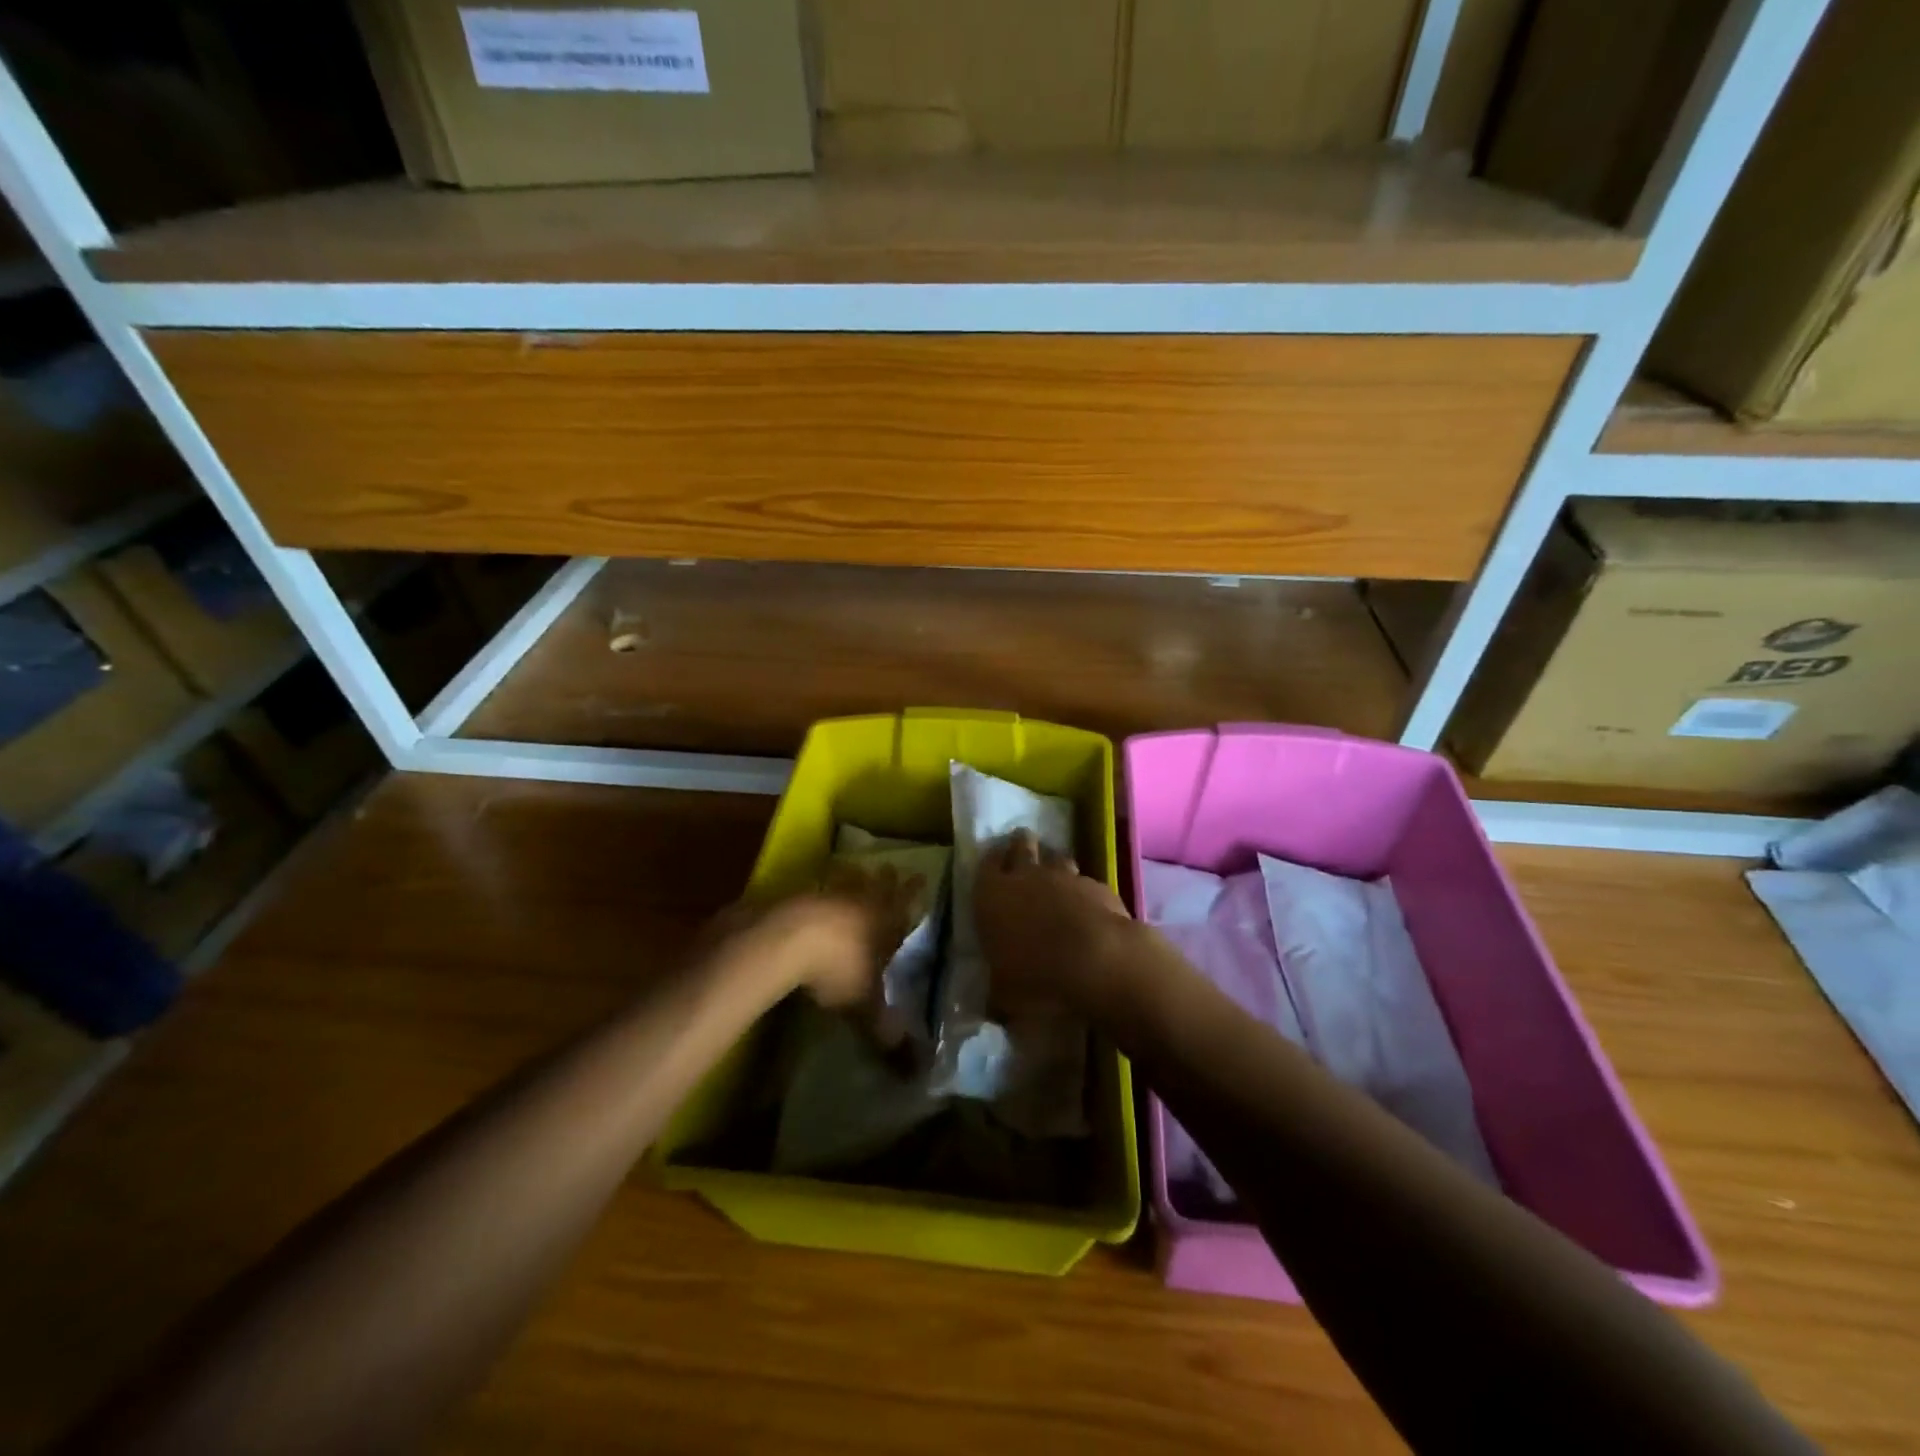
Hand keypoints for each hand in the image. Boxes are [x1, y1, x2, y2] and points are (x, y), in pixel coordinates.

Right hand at [973, 829, 1131, 1016]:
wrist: (1098, 962)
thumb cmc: (1036, 976)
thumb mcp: (1004, 995)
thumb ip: (997, 992)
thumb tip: (993, 1006)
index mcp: (993, 895)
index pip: (986, 863)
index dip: (991, 861)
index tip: (994, 862)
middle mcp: (1027, 876)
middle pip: (1022, 846)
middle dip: (1021, 846)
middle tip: (1022, 849)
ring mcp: (1066, 877)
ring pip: (1057, 859)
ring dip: (1054, 867)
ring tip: (1055, 881)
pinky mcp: (1099, 886)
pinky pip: (1086, 883)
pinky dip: (1084, 893)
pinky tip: (1088, 910)